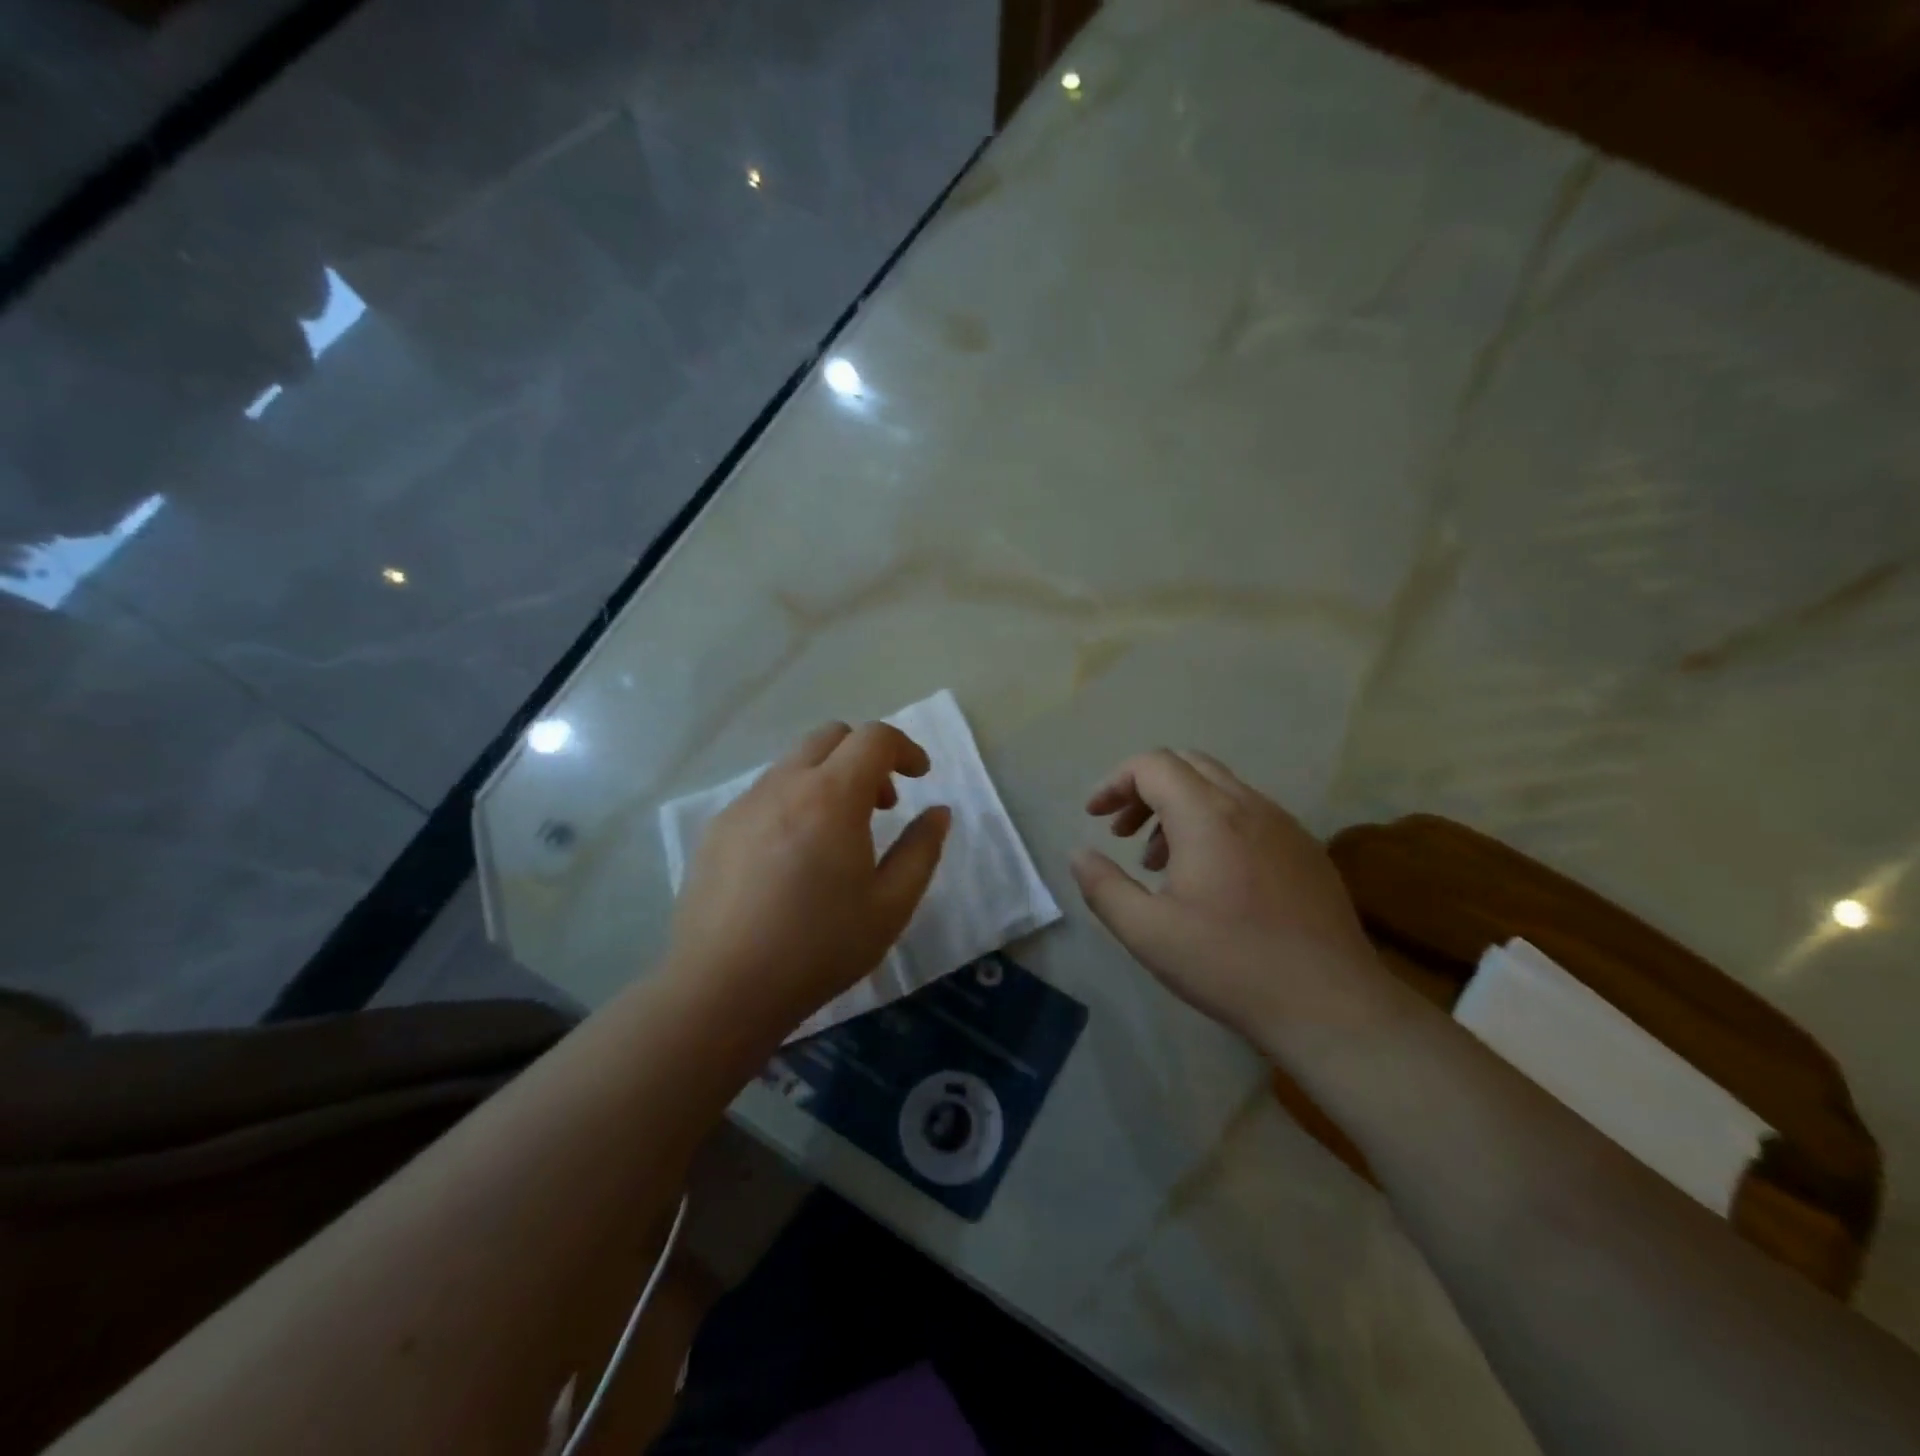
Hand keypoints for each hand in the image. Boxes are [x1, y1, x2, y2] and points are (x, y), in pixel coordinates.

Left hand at [668, 721, 951, 1034]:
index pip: (874, 738)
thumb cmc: (818, 948)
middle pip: (831, 737)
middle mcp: (783, 785)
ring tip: (837, 836)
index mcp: (831, 797)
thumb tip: (938, 812)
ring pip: (794, 763)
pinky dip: (794, 801)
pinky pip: (765, 793)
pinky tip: (793, 858)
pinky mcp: (717, 828)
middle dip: (866, 756)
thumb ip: (921, 850)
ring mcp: (743, 804)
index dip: (905, 748)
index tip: (920, 777)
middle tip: (881, 805)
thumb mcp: (890, 906)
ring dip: (828, 778)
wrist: (721, 988)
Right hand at [1070, 750, 1396, 1050]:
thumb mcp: (1148, 932)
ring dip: (1178, 808)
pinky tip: (1210, 878)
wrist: (1331, 1005)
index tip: (1095, 817)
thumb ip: (1103, 887)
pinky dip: (1214, 824)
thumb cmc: (1229, 965)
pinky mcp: (1305, 849)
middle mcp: (1248, 805)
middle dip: (1144, 789)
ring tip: (1159, 862)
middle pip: (1186, 764)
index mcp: (1207, 815)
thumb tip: (1079, 853)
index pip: (1152, 765)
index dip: (1115, 783)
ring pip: (1219, 788)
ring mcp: (1284, 825)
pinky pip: (1249, 813)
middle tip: (1122, 833)